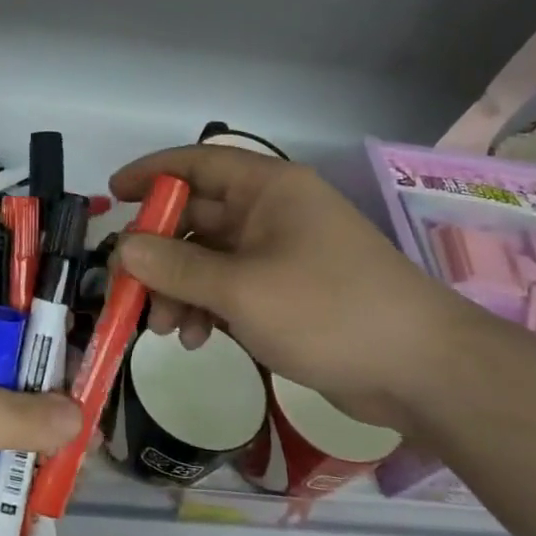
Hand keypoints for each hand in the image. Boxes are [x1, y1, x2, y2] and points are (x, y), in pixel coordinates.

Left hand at [0, 317, 82, 535]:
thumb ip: (21, 415)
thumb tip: (81, 418)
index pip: (16, 324)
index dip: (53, 342)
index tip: (87, 371)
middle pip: (29, 377)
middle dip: (60, 404)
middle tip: (89, 433)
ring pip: (27, 423)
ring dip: (52, 445)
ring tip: (78, 468)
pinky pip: (14, 461)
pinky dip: (35, 474)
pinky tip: (59, 489)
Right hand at [110, 145, 481, 432]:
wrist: (423, 371)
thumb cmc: (329, 310)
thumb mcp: (241, 289)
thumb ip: (175, 267)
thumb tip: (122, 248)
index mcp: (267, 189)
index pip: (196, 163)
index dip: (151, 173)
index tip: (112, 195)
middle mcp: (271, 213)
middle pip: (195, 218)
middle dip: (157, 254)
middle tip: (127, 290)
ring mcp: (280, 254)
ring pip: (208, 258)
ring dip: (178, 288)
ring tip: (162, 329)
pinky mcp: (287, 292)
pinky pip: (229, 288)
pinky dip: (205, 308)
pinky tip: (195, 339)